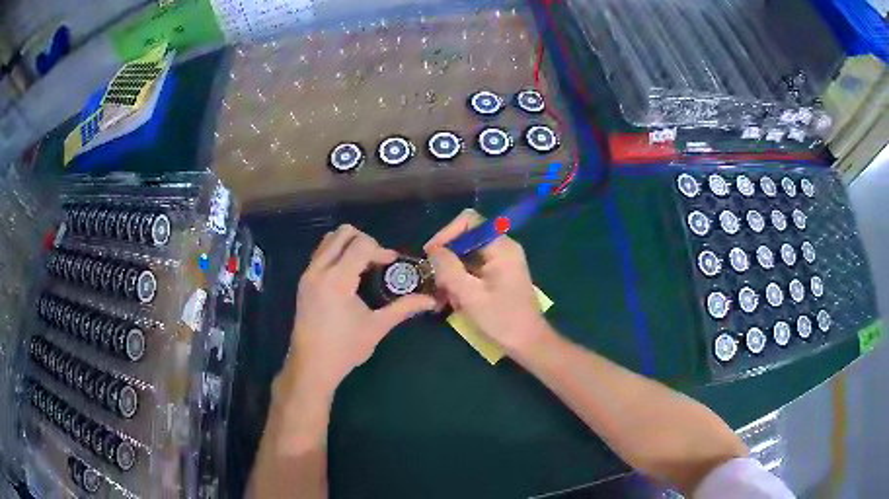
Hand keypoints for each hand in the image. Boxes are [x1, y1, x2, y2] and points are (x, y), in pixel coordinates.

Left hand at [287, 225, 435, 391]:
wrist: (312, 365)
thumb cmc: (345, 348)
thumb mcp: (377, 327)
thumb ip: (403, 308)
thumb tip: (430, 300)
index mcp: (337, 280)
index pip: (361, 244)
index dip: (381, 249)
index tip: (392, 264)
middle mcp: (319, 269)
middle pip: (343, 233)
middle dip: (365, 241)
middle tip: (377, 262)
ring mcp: (308, 274)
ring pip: (329, 239)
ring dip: (349, 245)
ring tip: (362, 266)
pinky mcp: (303, 280)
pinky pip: (321, 252)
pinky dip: (337, 253)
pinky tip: (348, 275)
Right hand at [424, 209, 551, 356]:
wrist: (528, 343)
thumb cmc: (502, 320)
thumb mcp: (470, 295)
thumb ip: (449, 268)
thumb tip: (433, 250)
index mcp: (501, 247)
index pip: (469, 221)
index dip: (446, 234)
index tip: (431, 255)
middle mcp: (503, 248)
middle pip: (466, 238)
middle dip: (448, 259)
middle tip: (436, 281)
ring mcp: (502, 262)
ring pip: (467, 255)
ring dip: (452, 273)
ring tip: (444, 297)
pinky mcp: (499, 275)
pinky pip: (474, 268)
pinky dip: (461, 281)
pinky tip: (455, 301)